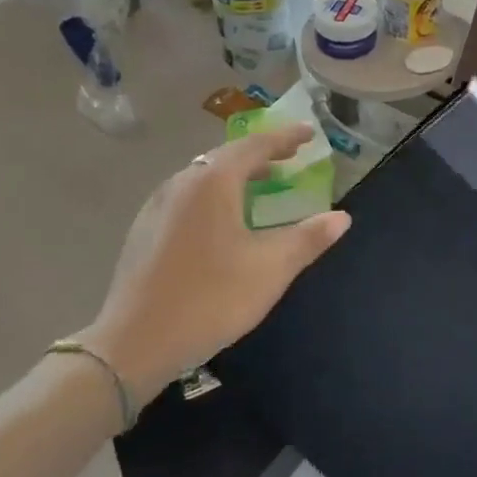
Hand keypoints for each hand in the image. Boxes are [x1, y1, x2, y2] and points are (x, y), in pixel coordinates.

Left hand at [76, 125, 349, 402]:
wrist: (134, 343)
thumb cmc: (210, 298)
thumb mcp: (271, 269)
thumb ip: (308, 238)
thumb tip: (342, 217)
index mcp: (212, 183)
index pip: (256, 146)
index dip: (286, 138)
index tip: (309, 133)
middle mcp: (181, 184)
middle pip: (227, 157)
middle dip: (261, 154)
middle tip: (290, 157)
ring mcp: (157, 207)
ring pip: (204, 177)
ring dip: (236, 175)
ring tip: (262, 184)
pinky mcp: (145, 231)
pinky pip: (188, 197)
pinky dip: (215, 195)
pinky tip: (224, 220)